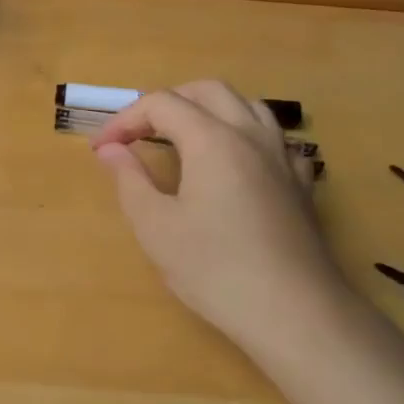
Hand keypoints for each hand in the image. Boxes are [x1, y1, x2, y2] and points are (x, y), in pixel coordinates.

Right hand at [90, 81, 350, 373]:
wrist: (294, 313)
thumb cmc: (215, 269)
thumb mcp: (155, 227)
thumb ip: (129, 179)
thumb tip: (110, 149)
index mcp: (212, 139)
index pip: (161, 104)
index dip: (125, 119)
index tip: (102, 149)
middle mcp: (251, 135)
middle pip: (208, 91)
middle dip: (168, 103)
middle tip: (139, 134)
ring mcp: (283, 157)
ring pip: (247, 106)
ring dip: (209, 110)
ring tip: (184, 139)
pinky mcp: (301, 184)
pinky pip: (273, 138)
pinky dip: (244, 136)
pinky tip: (235, 165)